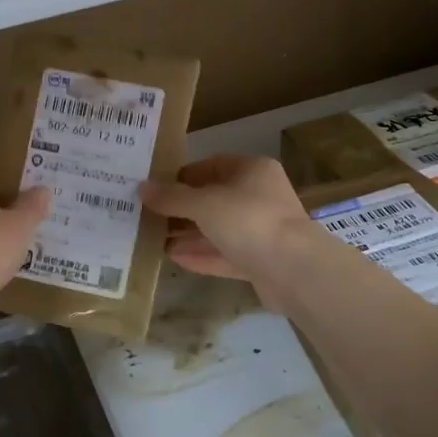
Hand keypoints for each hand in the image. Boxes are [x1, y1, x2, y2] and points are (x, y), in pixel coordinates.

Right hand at [140, 155, 322, 311]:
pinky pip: (225, 254)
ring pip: (218, 229)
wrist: (294, 271)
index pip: (212, 165)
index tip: (155, 188)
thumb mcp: (204, 204)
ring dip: (189, 234)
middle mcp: (259, 196)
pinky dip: (202, 255)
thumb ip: (172, 197)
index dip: (182, 175)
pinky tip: (174, 258)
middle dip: (182, 209)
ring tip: (154, 238)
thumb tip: (143, 188)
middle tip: (148, 216)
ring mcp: (262, 230)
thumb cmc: (249, 221)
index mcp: (252, 171)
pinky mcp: (261, 261)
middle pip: (214, 199)